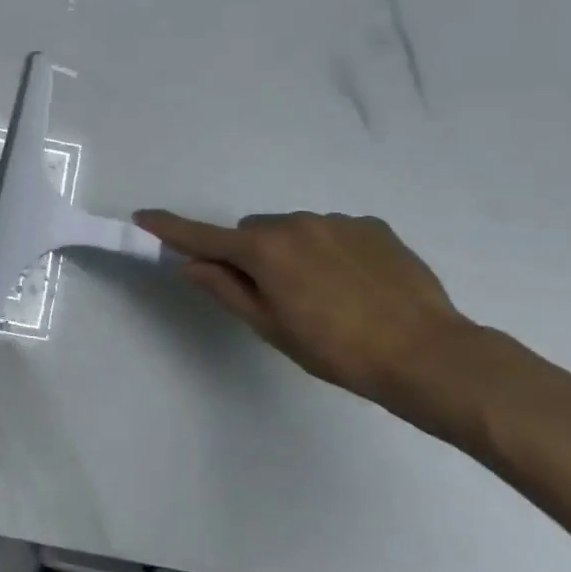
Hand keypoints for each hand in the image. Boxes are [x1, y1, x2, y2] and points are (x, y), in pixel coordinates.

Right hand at [135, 209, 473, 420]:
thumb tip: (190, 265)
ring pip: (293, 230)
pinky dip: (328, 250)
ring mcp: (337, 221)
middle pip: (252, 231)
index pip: (203, 236)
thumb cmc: (336, 350)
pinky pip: (332, 231)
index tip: (142, 217)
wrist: (428, 354)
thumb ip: (226, 289)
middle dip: (251, 254)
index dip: (170, 228)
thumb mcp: (270, 326)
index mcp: (265, 250)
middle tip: (273, 295)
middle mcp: (295, 222)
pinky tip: (354, 285)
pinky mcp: (373, 226)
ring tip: (324, 294)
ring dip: (291, 252)